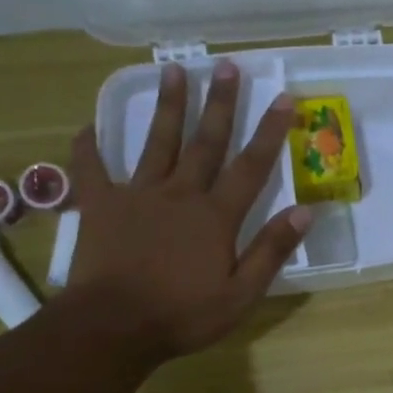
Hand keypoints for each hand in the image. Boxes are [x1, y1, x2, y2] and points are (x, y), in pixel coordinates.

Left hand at [63, 60, 308, 362]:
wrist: (114, 326)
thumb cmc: (183, 315)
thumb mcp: (242, 294)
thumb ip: (271, 251)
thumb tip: (304, 212)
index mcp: (216, 216)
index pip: (251, 166)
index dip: (270, 132)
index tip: (284, 98)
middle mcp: (180, 194)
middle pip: (205, 142)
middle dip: (220, 103)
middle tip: (227, 66)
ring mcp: (137, 195)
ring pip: (157, 143)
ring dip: (168, 106)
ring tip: (173, 70)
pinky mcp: (101, 206)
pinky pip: (92, 169)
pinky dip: (89, 147)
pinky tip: (88, 127)